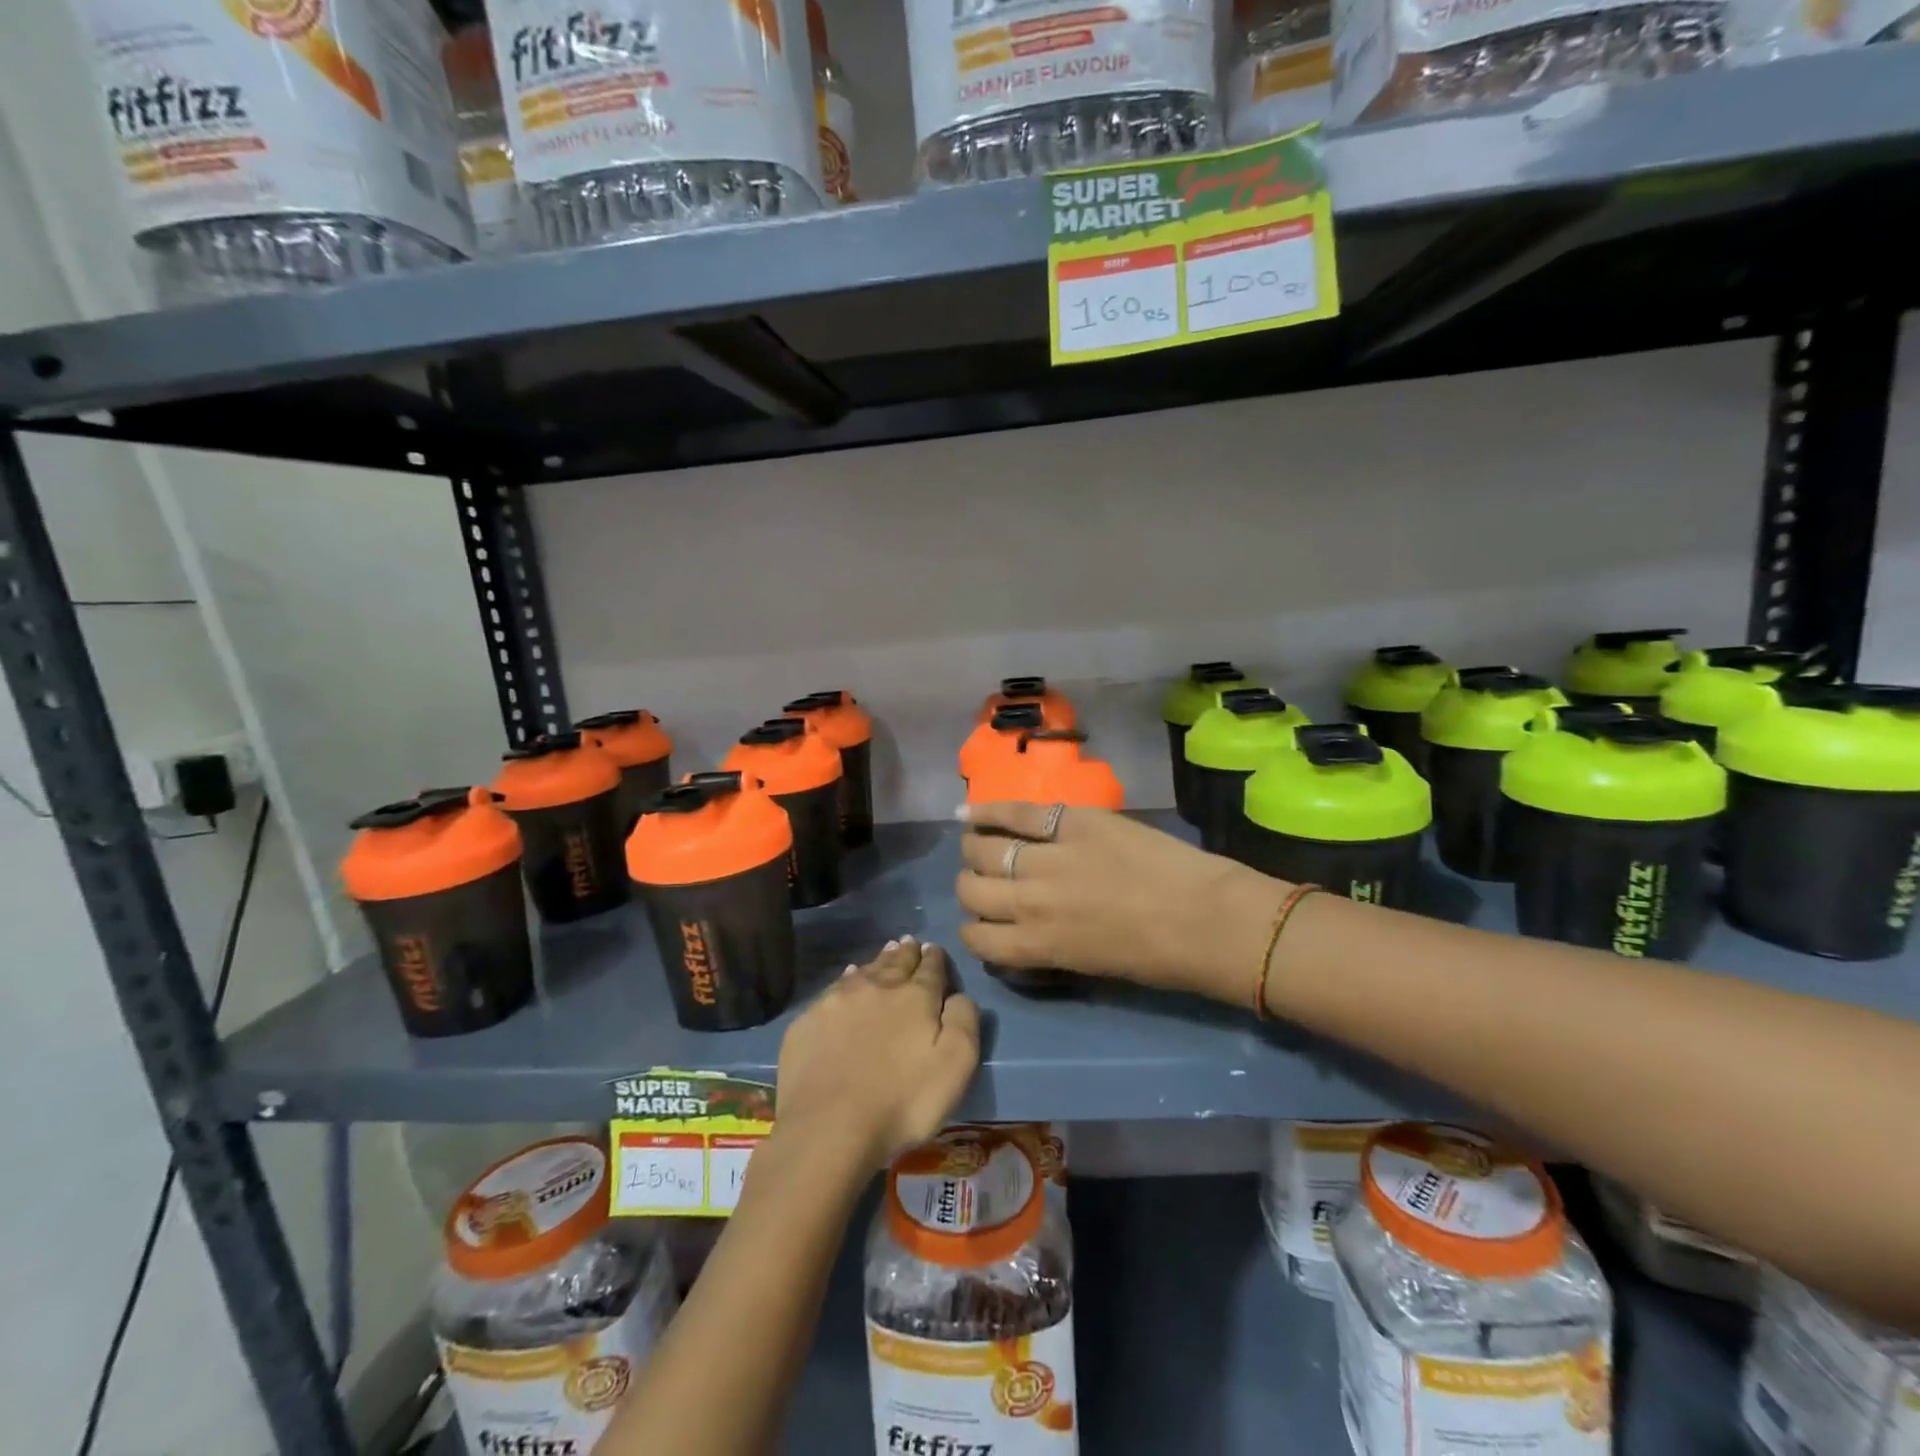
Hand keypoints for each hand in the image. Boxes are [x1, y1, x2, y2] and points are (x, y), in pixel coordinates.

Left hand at [773, 937, 980, 1170]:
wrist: (828, 1127)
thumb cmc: (902, 1101)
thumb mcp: (955, 1066)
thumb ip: (964, 1021)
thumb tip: (959, 995)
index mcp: (915, 997)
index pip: (930, 969)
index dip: (935, 959)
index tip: (934, 949)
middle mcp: (877, 987)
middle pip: (895, 963)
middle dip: (906, 953)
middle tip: (910, 942)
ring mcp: (838, 1001)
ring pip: (864, 971)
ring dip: (878, 961)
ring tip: (886, 952)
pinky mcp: (808, 1020)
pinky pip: (834, 989)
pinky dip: (846, 980)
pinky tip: (848, 978)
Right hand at [955, 803, 1287, 1002]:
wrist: (1206, 918)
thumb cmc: (1157, 959)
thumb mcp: (1090, 965)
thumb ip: (1047, 946)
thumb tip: (1024, 930)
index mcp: (1036, 945)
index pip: (975, 937)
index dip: (974, 928)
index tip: (986, 920)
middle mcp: (1029, 902)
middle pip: (971, 888)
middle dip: (972, 886)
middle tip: (989, 880)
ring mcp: (1048, 857)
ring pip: (984, 849)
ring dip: (976, 849)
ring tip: (982, 844)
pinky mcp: (1071, 822)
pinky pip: (1017, 813)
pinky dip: (987, 811)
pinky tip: (969, 812)